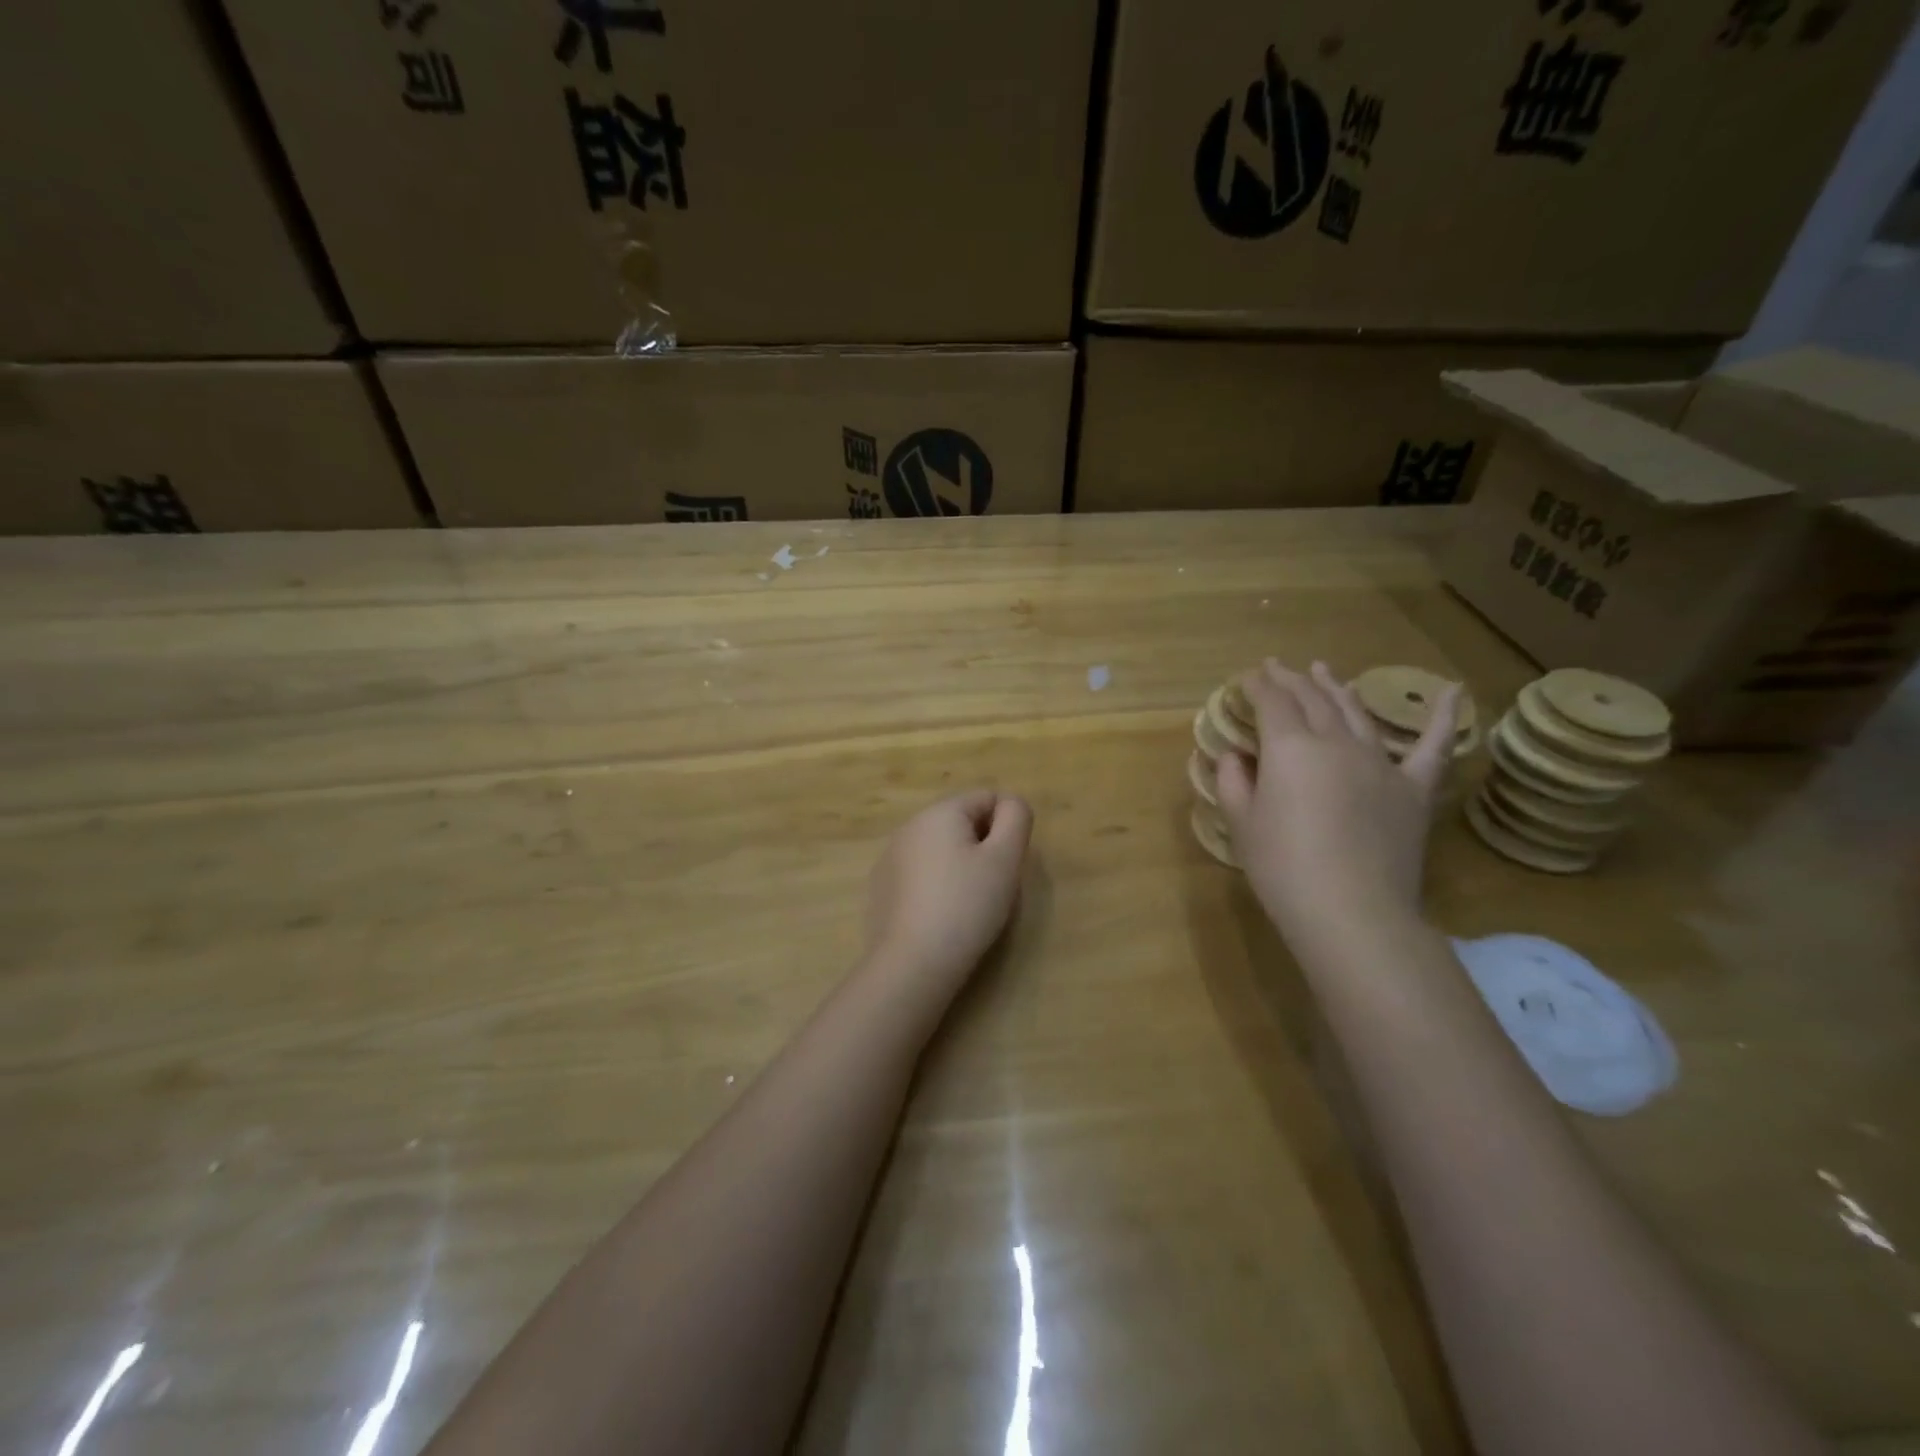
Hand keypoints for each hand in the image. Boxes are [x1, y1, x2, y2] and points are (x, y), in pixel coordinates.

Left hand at [863, 790, 1032, 990]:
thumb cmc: (966, 906)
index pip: (987, 799)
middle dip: (983, 848)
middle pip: (962, 823)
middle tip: (991, 887)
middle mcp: (909, 826)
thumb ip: (1016, 819)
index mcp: (939, 812)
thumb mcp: (1005, 859)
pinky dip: (936, 887)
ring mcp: (890, 857)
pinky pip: (920, 875)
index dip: (1006, 829)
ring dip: (960, 868)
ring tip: (967, 906)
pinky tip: (940, 918)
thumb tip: (1011, 803)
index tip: (1006, 865)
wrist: (912, 963)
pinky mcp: (881, 888)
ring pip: (941, 850)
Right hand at [1217, 660, 1458, 951]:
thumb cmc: (1283, 869)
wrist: (1351, 912)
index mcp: (1290, 748)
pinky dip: (1445, 717)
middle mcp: (1336, 743)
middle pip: (1312, 699)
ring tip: (1323, 669)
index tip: (1247, 678)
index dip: (1257, 685)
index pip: (1272, 702)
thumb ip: (1233, 781)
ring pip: (1356, 713)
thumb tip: (1235, 756)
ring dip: (1337, 687)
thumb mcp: (1241, 824)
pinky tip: (1454, 692)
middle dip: (1290, 679)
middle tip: (1277, 667)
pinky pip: (1433, 747)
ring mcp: (1380, 763)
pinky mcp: (1413, 789)